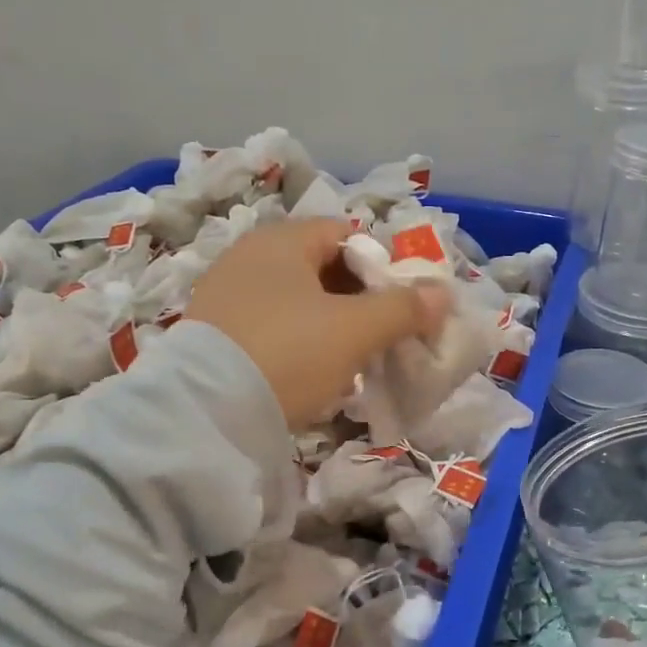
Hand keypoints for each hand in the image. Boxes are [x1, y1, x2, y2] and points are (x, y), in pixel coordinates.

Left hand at [186, 218, 450, 426]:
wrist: (206, 414)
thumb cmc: (289, 353)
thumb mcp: (355, 330)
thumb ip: (402, 308)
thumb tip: (441, 293)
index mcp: (282, 240)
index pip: (345, 233)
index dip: (380, 263)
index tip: (400, 302)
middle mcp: (248, 256)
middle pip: (319, 266)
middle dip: (356, 297)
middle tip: (380, 333)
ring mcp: (224, 294)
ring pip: (294, 299)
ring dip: (328, 322)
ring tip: (349, 358)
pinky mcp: (211, 333)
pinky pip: (269, 325)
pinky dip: (296, 340)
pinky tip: (307, 372)